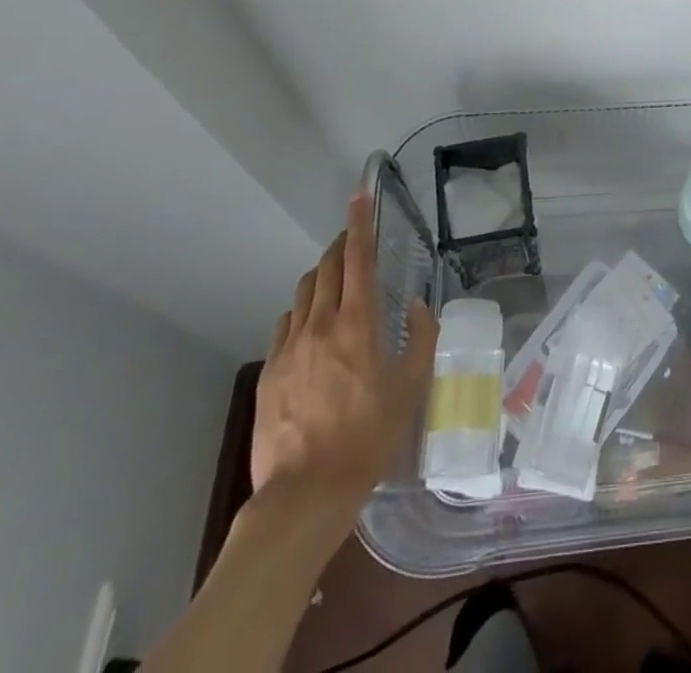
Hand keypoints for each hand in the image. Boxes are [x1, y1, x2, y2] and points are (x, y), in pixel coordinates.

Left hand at [251, 193, 438, 516]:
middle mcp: (320, 324)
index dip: (359, 224)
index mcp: (358, 323)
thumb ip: (421, 339)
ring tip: (336, 287)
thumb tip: (418, 307)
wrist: (305, 493)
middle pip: (328, 268)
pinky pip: (286, 325)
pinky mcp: (270, 372)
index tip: (359, 196)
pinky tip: (312, 332)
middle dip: (342, 246)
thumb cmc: (369, 437)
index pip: (358, 259)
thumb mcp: (411, 387)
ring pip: (304, 293)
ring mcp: (289, 347)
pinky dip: (302, 314)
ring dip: (323, 278)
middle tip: (355, 242)